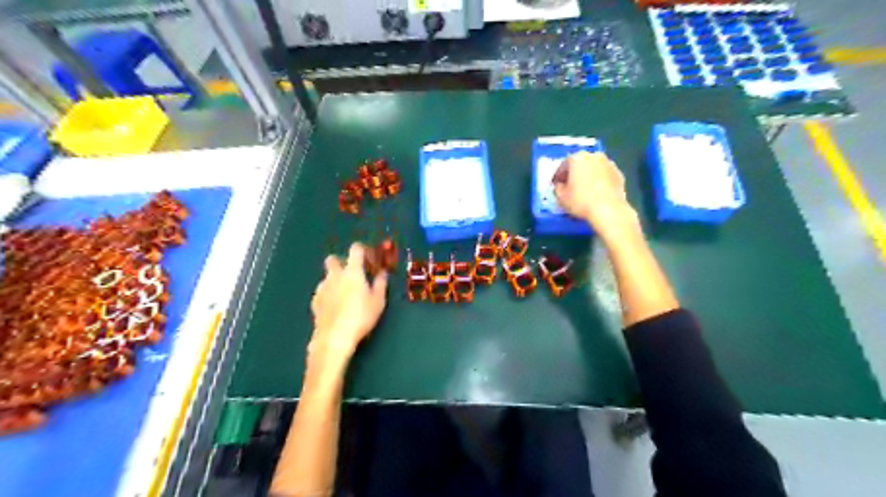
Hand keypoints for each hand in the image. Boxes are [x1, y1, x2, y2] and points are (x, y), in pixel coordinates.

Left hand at [310, 242, 388, 361]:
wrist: (334, 337)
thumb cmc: (361, 316)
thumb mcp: (378, 301)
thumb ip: (380, 284)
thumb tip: (382, 273)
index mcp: (352, 271)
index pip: (355, 249)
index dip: (363, 251)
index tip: (369, 260)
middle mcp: (335, 275)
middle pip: (333, 259)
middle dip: (342, 262)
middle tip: (353, 274)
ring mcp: (322, 287)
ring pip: (327, 276)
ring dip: (335, 280)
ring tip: (346, 294)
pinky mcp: (315, 301)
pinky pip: (323, 291)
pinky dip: (329, 294)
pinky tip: (336, 306)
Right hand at [552, 150, 635, 238]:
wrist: (609, 210)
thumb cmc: (581, 201)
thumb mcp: (561, 197)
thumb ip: (558, 188)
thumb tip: (560, 185)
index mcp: (577, 158)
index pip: (563, 165)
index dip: (558, 176)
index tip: (556, 185)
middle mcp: (593, 156)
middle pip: (580, 164)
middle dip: (574, 174)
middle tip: (570, 186)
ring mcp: (609, 163)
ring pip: (593, 168)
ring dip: (588, 176)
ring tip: (584, 190)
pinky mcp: (619, 173)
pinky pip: (604, 175)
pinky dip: (599, 181)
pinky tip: (597, 193)